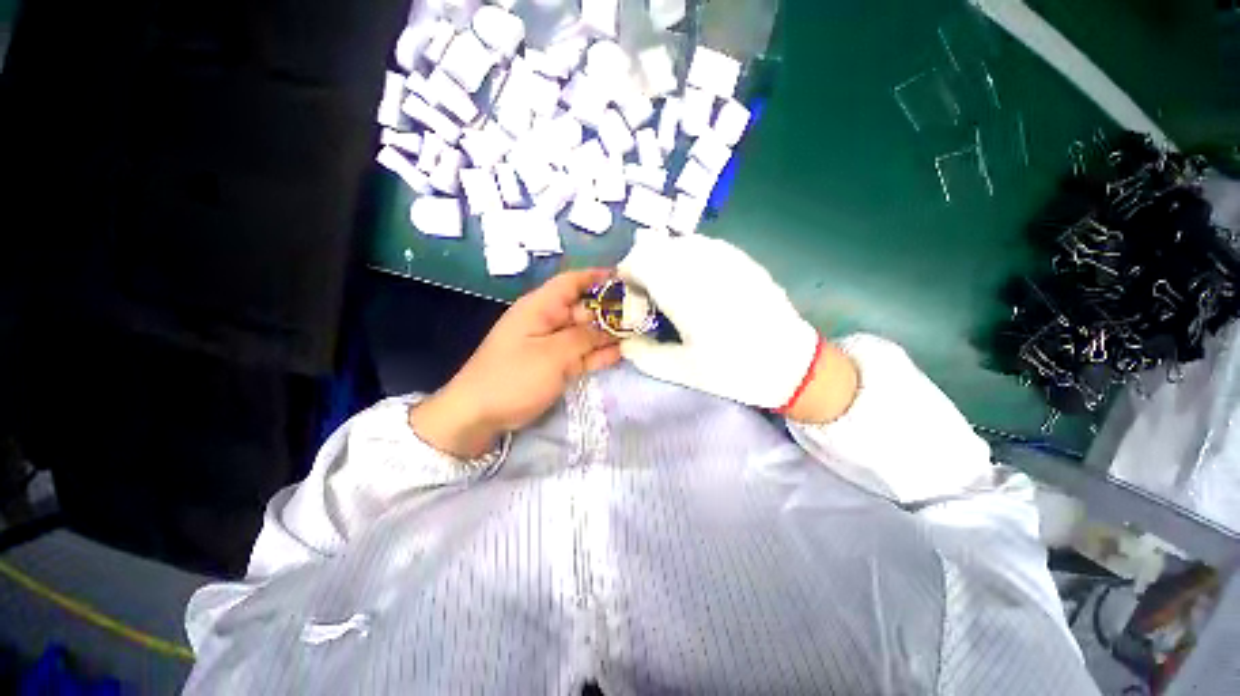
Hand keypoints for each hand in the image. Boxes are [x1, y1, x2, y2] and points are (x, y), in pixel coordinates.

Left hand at [409, 269, 620, 457]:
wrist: (479, 415)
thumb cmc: (513, 377)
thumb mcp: (552, 355)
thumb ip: (585, 337)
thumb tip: (611, 326)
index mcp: (541, 307)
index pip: (572, 282)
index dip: (598, 277)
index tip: (626, 279)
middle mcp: (548, 321)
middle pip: (584, 309)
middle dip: (612, 310)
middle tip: (643, 313)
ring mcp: (553, 344)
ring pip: (586, 333)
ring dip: (610, 334)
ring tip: (640, 331)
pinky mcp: (556, 365)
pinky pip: (582, 354)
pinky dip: (600, 353)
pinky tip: (623, 352)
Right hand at [618, 236, 857, 421]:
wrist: (792, 364)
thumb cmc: (735, 370)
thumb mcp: (683, 370)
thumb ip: (645, 354)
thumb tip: (625, 342)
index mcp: (684, 292)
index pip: (639, 261)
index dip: (627, 276)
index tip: (633, 300)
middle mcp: (702, 265)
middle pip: (656, 247)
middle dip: (644, 269)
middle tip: (651, 299)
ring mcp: (726, 258)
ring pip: (679, 243)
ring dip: (666, 262)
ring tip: (674, 291)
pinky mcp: (742, 259)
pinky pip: (704, 246)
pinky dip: (689, 259)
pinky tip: (699, 284)